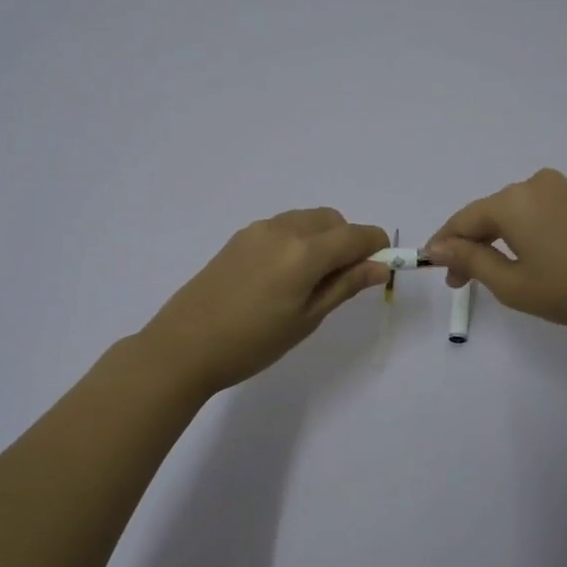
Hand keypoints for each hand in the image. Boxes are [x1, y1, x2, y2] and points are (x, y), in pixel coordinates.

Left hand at [139, 209, 389, 396]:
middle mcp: (284, 229)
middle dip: (348, 241)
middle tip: (343, 281)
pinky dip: (298, 240)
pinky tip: (283, 277)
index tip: (381, 269)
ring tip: (311, 281)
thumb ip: (345, 286)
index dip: (377, 248)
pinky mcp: (239, 238)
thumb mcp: (307, 319)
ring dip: (322, 239)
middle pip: (333, 220)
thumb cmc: (253, 342)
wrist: (184, 346)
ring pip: (307, 220)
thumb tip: (380, 267)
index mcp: (305, 251)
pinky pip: (282, 227)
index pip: (357, 235)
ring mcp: (258, 230)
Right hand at [425, 169, 566, 336]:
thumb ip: (471, 260)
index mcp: (512, 201)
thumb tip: (439, 246)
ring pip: (514, 212)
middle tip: (460, 281)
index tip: (433, 269)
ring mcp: (563, 190)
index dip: (444, 244)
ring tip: (491, 273)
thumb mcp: (512, 284)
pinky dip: (522, 233)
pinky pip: (538, 212)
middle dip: (470, 244)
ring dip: (496, 239)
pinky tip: (525, 257)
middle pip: (488, 213)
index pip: (463, 219)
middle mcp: (534, 185)